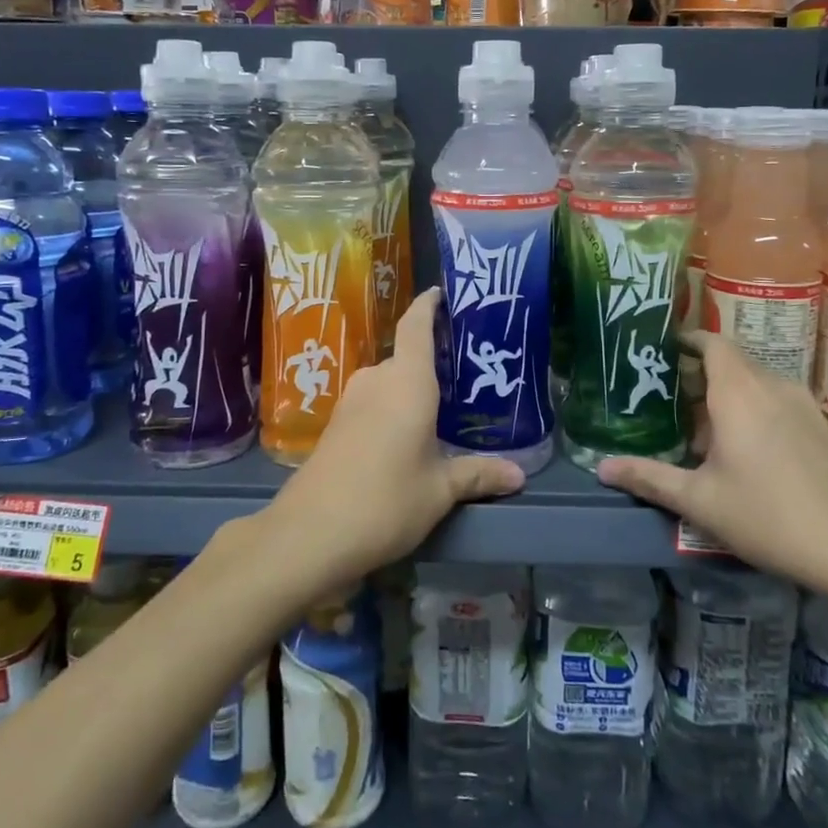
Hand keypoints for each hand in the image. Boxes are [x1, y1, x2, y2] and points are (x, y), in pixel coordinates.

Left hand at [263, 289, 524, 593]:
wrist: (310, 534)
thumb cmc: (386, 500)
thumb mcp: (440, 490)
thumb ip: (477, 475)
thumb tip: (518, 475)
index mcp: (407, 381)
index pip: (416, 326)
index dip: (428, 305)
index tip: (441, 294)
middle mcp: (376, 381)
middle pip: (405, 357)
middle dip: (430, 363)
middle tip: (463, 376)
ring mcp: (350, 402)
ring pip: (387, 383)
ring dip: (409, 390)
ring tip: (440, 410)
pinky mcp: (334, 426)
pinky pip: (371, 402)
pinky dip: (390, 408)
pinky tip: (405, 436)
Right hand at [597, 332, 827, 594]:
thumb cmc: (770, 515)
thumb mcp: (700, 501)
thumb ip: (650, 478)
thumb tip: (602, 468)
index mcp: (739, 391)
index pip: (711, 341)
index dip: (684, 340)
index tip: (656, 353)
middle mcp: (771, 385)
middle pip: (730, 360)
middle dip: (697, 373)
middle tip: (664, 397)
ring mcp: (802, 404)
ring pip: (754, 382)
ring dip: (724, 394)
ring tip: (696, 426)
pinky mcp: (820, 426)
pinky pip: (774, 400)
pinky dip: (750, 409)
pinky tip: (740, 449)